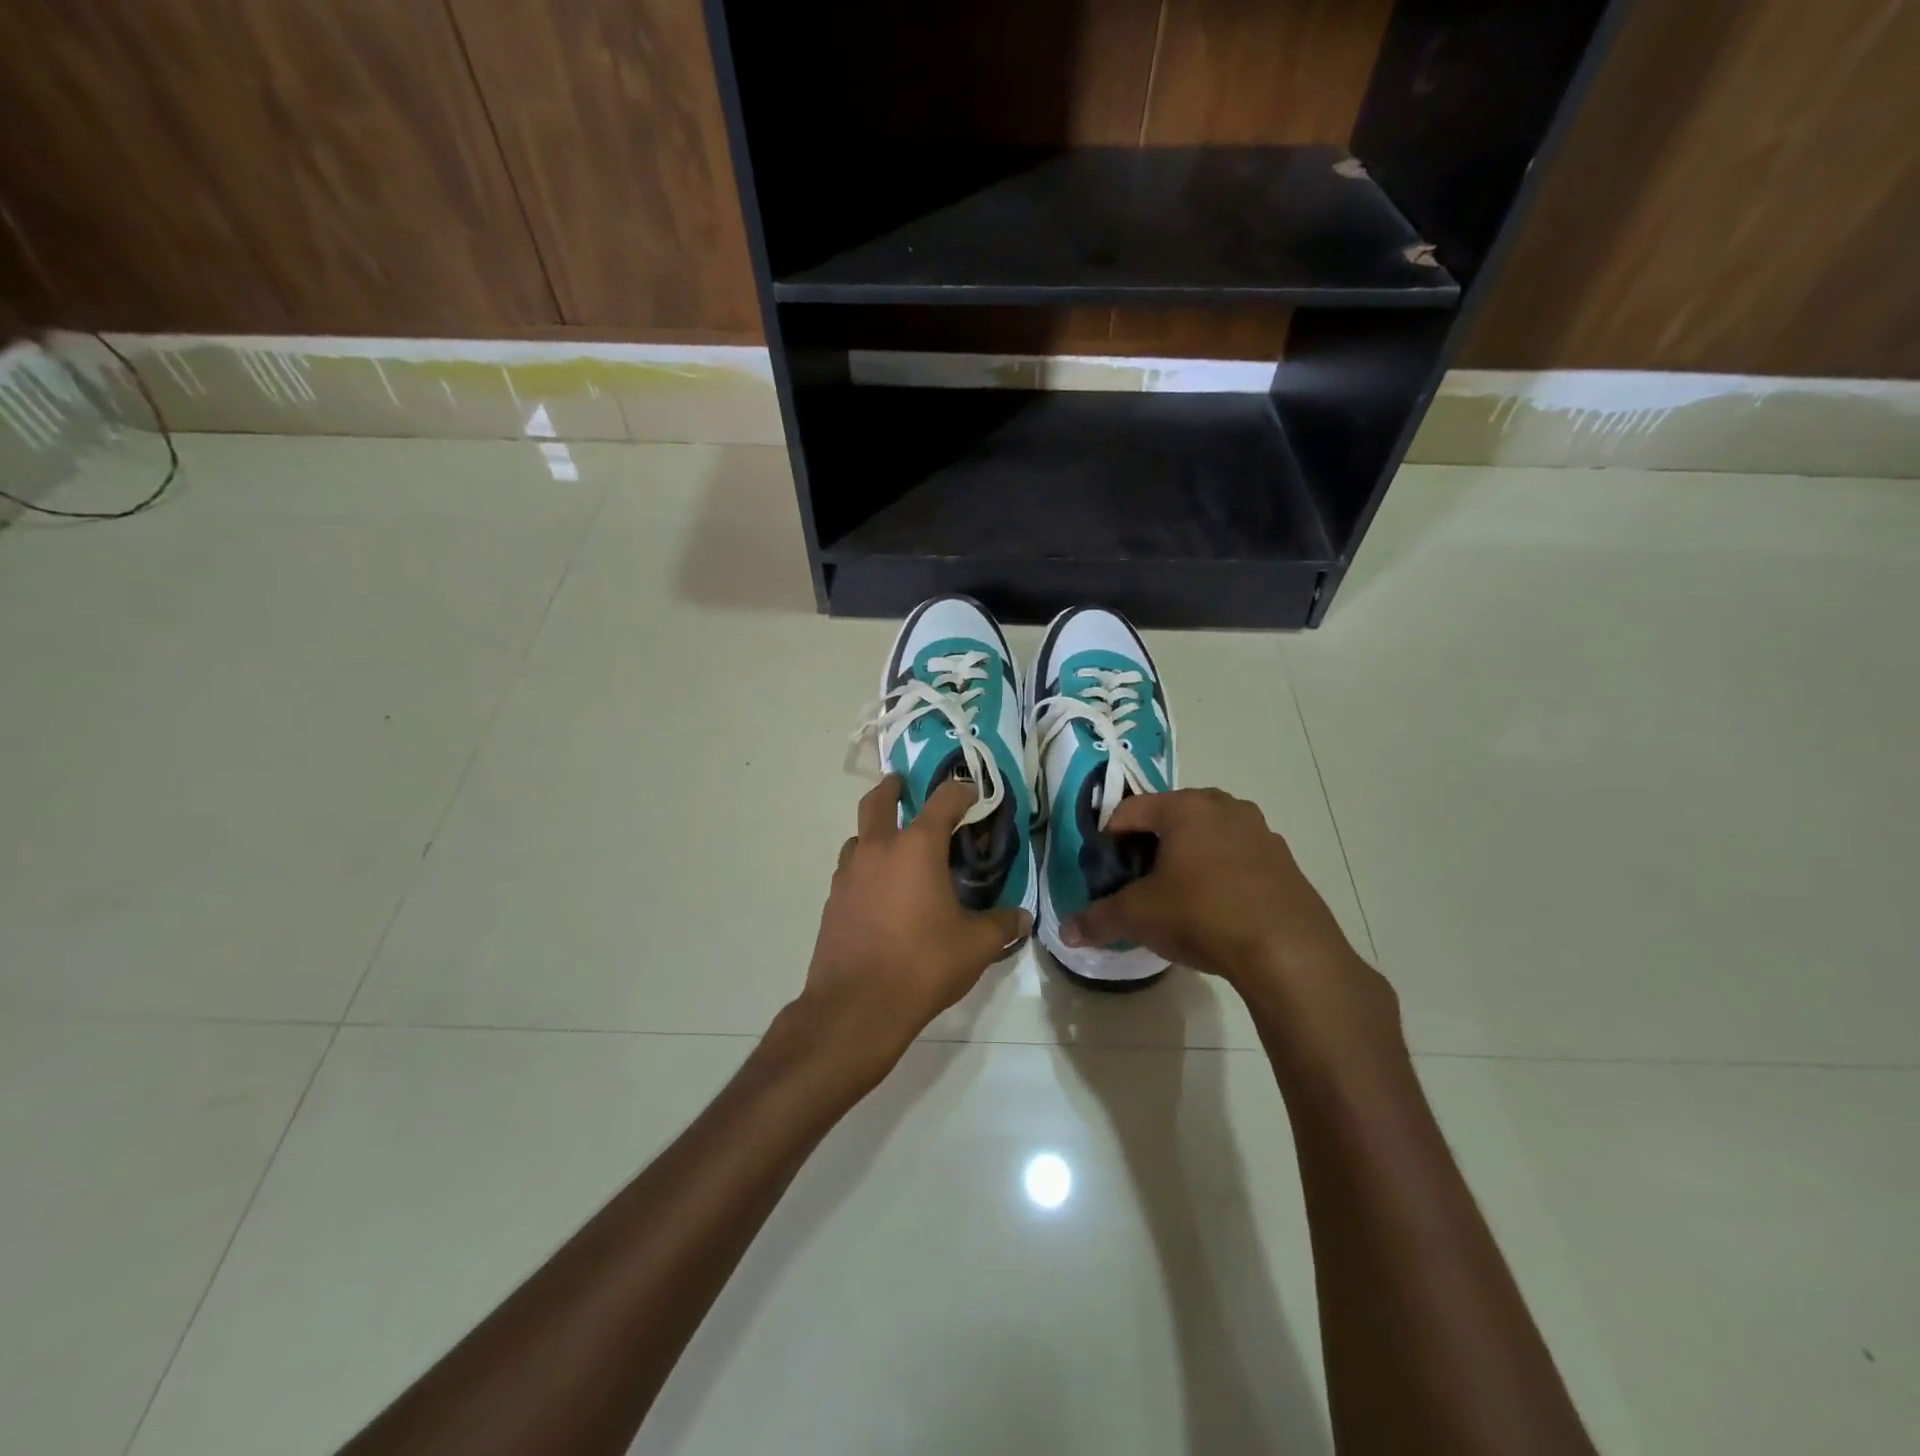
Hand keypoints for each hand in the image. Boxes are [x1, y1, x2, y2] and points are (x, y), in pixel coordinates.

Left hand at [799, 776, 1030, 1078]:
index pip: (943, 801)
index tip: (972, 791)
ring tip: (892, 845)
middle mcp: (878, 849)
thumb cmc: (922, 964)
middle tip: (901, 783)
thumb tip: (1022, 918)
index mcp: (916, 847)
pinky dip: (864, 866)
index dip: (960, 791)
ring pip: (858, 836)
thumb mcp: (975, 946)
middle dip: (892, 788)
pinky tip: (878, 890)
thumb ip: (1002, 925)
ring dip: (874, 830)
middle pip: (878, 802)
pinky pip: (850, 869)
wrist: (856, 1005)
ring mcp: (849, 874)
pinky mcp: (833, 901)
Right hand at [1062, 789, 1391, 1028]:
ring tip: (1177, 895)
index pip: (1130, 810)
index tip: (1106, 871)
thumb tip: (1066, 932)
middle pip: (1170, 817)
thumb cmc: (1202, 915)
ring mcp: (1259, 831)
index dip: (1109, 839)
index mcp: (1184, 807)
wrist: (1288, 951)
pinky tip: (1217, 908)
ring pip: (1207, 834)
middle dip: (1150, 845)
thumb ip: (1099, 918)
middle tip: (1138, 881)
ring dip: (1187, 856)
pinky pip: (1238, 856)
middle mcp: (1224, 806)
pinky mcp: (1284, 860)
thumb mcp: (1140, 916)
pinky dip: (1220, 872)